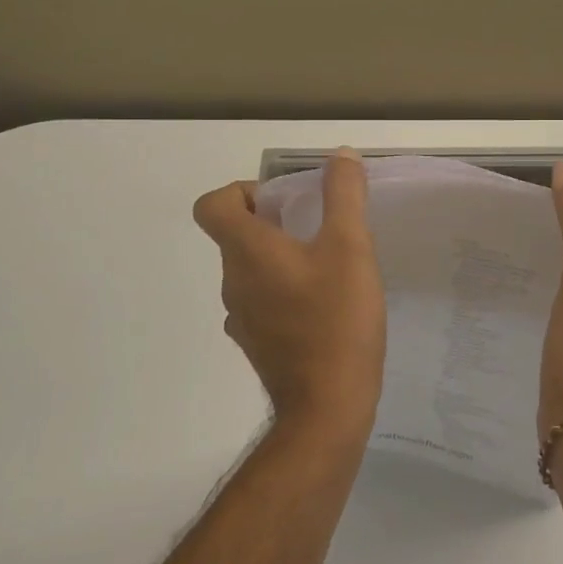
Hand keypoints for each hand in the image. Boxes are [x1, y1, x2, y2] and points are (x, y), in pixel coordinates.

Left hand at [193, 150, 385, 434]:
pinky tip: (325, 304)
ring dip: (281, 257)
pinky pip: (263, 301)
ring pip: (251, 269)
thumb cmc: (336, 319)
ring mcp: (242, 318)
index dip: (242, 191)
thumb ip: (344, 196)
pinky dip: (285, 291)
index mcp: (247, 252)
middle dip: (273, 220)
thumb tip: (339, 155)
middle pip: (235, 235)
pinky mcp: (258, 344)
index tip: (283, 200)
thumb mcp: (350, 247)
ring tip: (330, 265)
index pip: (212, 205)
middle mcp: (233, 282)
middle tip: (320, 227)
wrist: (327, 408)